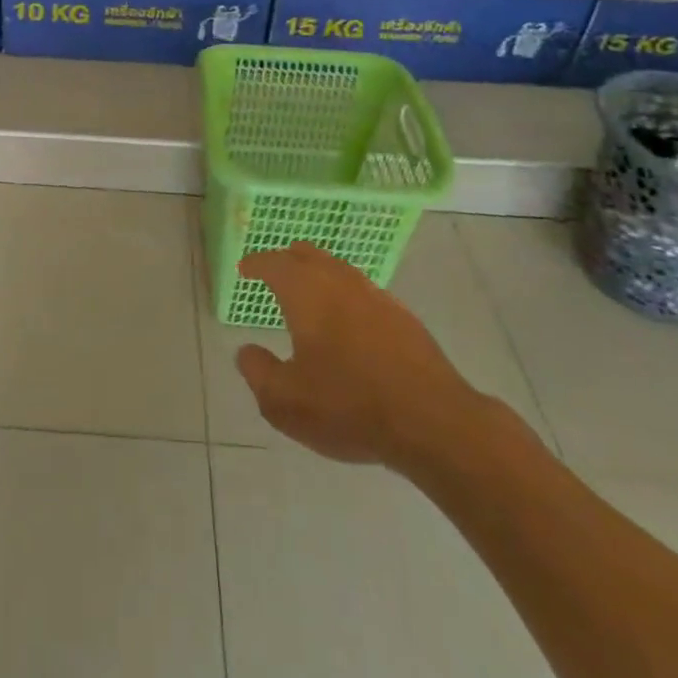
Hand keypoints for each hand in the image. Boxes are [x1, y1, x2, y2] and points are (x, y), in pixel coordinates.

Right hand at [235, 241, 490, 476]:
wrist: (433, 422)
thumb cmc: (348, 407)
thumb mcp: (286, 402)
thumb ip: (258, 372)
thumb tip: (246, 351)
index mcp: (306, 292)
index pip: (274, 263)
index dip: (256, 263)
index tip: (244, 269)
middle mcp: (339, 282)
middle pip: (308, 254)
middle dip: (287, 259)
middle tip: (274, 271)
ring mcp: (376, 297)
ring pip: (339, 270)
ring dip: (319, 274)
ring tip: (309, 294)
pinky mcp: (404, 318)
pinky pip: (363, 292)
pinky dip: (346, 295)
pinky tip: (349, 322)